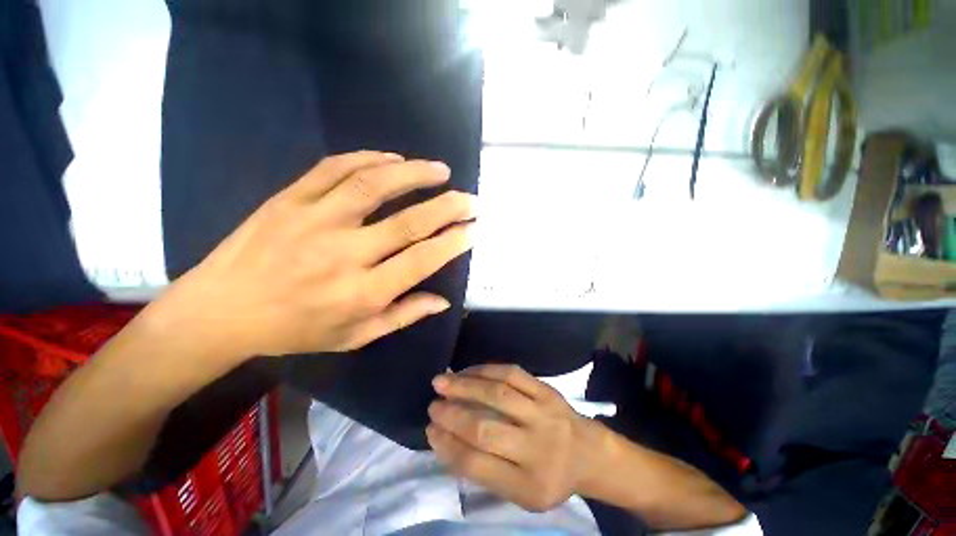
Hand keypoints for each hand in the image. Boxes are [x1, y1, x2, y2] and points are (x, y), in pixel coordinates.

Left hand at [159, 151, 474, 358]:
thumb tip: (443, 301)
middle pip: (407, 222)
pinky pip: (334, 169)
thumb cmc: (296, 330)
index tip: (473, 228)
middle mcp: (344, 254)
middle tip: (470, 198)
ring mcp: (314, 220)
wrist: (223, 310)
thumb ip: (403, 316)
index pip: (421, 260)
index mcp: (362, 292)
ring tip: (440, 169)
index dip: (453, 241)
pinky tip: (393, 157)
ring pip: (373, 185)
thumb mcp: (356, 336)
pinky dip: (368, 158)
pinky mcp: (289, 199)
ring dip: (414, 173)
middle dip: (447, 207)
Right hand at [426, 365, 607, 511]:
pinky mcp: (547, 390)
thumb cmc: (550, 476)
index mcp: (529, 486)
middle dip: (452, 415)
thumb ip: (485, 471)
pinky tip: (468, 371)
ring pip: (497, 395)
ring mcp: (543, 414)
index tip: (430, 431)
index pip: (477, 466)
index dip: (448, 446)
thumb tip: (447, 438)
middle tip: (432, 405)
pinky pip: (512, 374)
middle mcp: (537, 449)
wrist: (588, 452)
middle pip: (485, 430)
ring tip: (442, 381)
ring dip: (465, 386)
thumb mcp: (521, 493)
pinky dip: (486, 370)